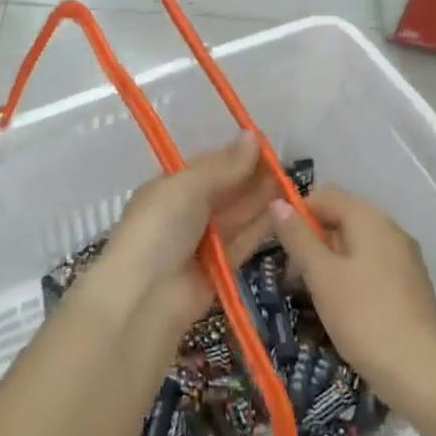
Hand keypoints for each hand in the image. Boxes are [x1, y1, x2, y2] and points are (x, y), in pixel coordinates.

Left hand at [84, 135, 280, 332]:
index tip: (268, 144)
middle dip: (252, 177)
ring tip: (292, 185)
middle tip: (287, 165)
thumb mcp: (187, 187)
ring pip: (236, 216)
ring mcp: (201, 242)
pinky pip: (242, 243)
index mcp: (169, 187)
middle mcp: (184, 213)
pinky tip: (284, 214)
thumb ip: (223, 166)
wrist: (143, 298)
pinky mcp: (218, 270)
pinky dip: (260, 228)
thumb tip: (253, 136)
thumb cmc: (159, 229)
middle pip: (225, 190)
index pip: (208, 165)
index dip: (236, 154)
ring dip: (261, 201)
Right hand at [270, 186, 435, 407]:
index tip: (279, 247)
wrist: (424, 373)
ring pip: (353, 247)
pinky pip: (369, 269)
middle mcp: (389, 230)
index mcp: (369, 218)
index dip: (297, 214)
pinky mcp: (408, 287)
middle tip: (291, 279)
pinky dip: (348, 280)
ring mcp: (402, 259)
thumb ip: (298, 237)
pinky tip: (338, 310)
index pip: (324, 195)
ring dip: (327, 265)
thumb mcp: (321, 274)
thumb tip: (277, 202)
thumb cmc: (364, 315)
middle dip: (310, 243)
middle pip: (340, 220)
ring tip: (310, 298)